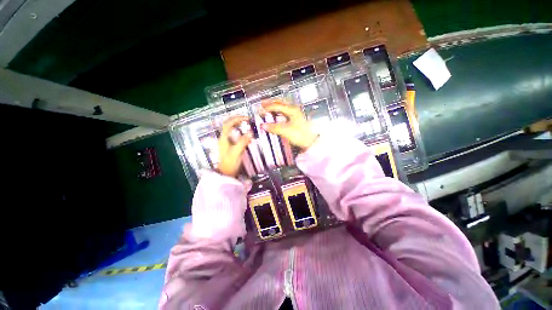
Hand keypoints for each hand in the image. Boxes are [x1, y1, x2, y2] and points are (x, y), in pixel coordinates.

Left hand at [217, 116, 251, 176]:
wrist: (226, 173)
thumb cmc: (230, 163)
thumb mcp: (236, 152)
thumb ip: (242, 142)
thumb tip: (250, 132)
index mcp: (224, 138)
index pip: (228, 124)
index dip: (237, 119)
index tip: (247, 118)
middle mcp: (224, 138)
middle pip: (229, 124)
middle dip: (238, 120)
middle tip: (247, 120)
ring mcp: (227, 142)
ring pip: (232, 130)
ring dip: (239, 126)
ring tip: (248, 125)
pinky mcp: (230, 146)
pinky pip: (236, 136)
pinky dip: (241, 133)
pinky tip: (247, 136)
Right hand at [261, 100, 317, 150]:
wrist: (312, 142)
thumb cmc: (300, 134)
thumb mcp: (286, 131)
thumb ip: (274, 127)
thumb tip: (263, 125)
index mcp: (292, 110)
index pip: (277, 105)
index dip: (268, 107)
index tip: (260, 109)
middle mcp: (295, 109)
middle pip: (281, 102)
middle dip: (271, 103)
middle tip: (263, 104)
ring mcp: (297, 114)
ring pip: (284, 107)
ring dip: (276, 107)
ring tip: (269, 109)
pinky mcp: (297, 120)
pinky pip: (286, 113)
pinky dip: (279, 112)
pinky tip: (277, 116)